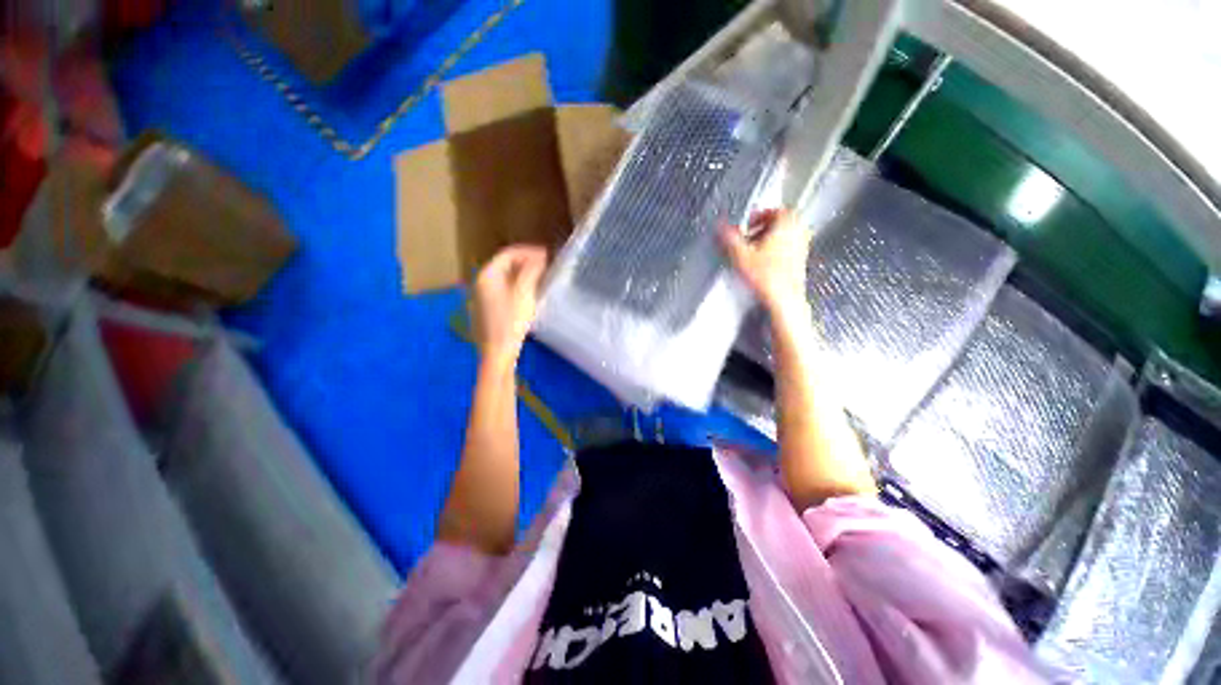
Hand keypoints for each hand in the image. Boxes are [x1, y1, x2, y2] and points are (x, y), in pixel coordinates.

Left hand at [472, 245, 547, 369]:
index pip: (508, 254)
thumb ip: (531, 271)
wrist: (498, 353)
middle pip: (505, 265)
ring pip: (505, 279)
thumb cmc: (511, 321)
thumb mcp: (524, 292)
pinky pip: (504, 291)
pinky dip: (518, 287)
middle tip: (546, 266)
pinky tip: (530, 296)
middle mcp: (481, 283)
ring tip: (541, 278)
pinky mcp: (488, 311)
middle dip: (526, 262)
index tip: (547, 255)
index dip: (528, 251)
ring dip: (523, 275)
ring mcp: (482, 298)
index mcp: (487, 275)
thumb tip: (539, 257)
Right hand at [720, 208, 811, 317]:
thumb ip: (729, 238)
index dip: (760, 215)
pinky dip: (776, 252)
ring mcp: (801, 248)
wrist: (783, 299)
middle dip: (764, 228)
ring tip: (754, 250)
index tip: (749, 223)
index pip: (776, 210)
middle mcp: (798, 233)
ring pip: (785, 236)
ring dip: (769, 240)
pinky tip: (762, 264)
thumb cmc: (768, 278)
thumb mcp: (740, 254)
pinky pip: (788, 250)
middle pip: (782, 222)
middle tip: (750, 235)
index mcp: (787, 224)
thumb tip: (720, 226)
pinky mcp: (800, 263)